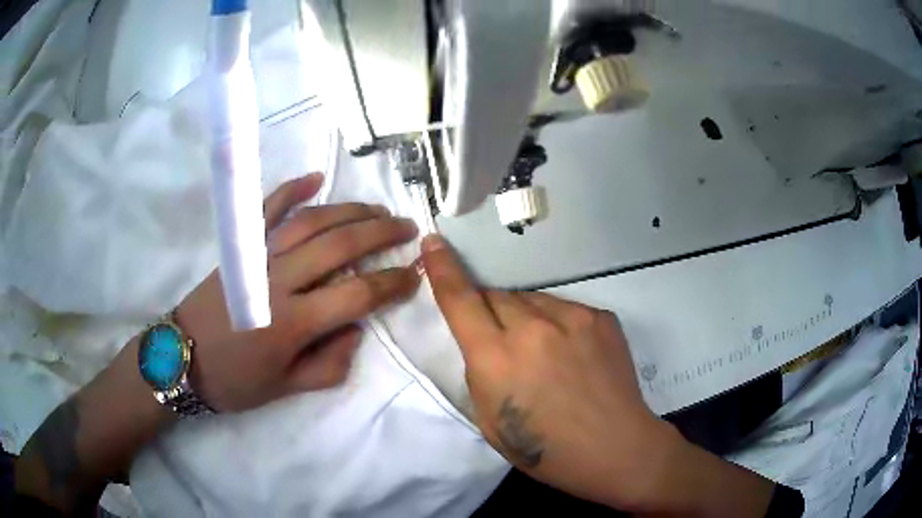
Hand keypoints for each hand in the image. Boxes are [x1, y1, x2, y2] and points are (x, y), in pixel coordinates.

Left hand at [176, 173, 420, 411]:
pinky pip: (266, 210)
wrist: (180, 358)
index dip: (393, 283)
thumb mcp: (286, 388)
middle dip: (381, 234)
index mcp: (293, 323)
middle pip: (340, 246)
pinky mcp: (240, 248)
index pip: (358, 294)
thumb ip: (329, 364)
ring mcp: (257, 258)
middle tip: (408, 228)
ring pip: (311, 222)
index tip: (415, 274)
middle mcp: (279, 281)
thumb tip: (356, 330)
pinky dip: (291, 190)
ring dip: (349, 211)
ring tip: (378, 209)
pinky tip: (316, 179)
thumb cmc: (234, 381)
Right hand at [420, 234, 683, 510]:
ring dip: (525, 317)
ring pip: (531, 299)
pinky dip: (557, 324)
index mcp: (496, 358)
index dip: (442, 269)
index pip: (460, 300)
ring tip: (543, 352)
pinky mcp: (600, 316)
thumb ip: (480, 371)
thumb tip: (484, 340)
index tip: (433, 242)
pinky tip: (572, 354)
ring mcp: (572, 318)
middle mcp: (532, 328)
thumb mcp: (489, 420)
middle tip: (502, 341)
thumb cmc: (545, 450)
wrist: (615, 447)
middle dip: (489, 311)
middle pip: (496, 295)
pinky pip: (564, 309)